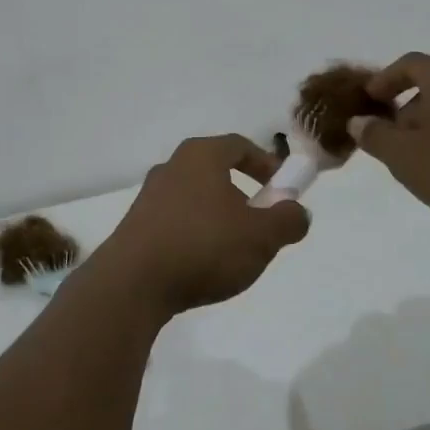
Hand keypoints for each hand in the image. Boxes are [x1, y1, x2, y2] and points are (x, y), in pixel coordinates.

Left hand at [93, 135, 309, 319]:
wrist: (133, 283)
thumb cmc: (204, 246)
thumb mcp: (262, 236)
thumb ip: (288, 220)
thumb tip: (296, 211)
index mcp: (200, 155)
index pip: (240, 146)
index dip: (267, 164)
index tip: (284, 188)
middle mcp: (172, 166)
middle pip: (216, 171)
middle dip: (244, 195)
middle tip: (262, 225)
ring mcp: (149, 196)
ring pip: (196, 198)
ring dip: (219, 218)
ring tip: (234, 253)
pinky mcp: (136, 225)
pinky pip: (177, 221)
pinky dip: (196, 235)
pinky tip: (203, 266)